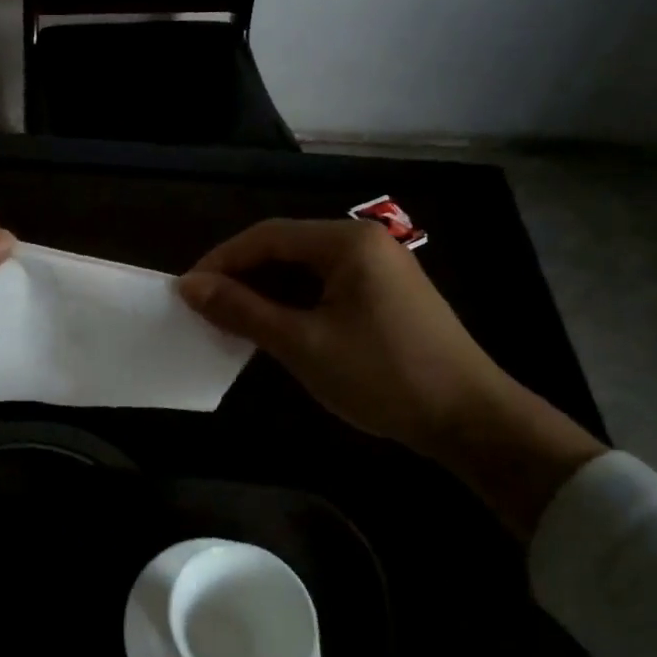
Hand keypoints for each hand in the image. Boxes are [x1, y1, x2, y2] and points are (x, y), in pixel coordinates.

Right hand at [179, 219, 602, 537]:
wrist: (470, 419)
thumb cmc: (382, 376)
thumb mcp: (302, 344)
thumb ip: (242, 310)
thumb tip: (189, 286)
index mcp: (346, 241)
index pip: (266, 236)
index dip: (221, 261)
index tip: (186, 292)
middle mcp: (363, 241)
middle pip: (285, 247)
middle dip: (241, 276)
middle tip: (205, 309)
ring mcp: (379, 267)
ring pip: (303, 268)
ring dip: (265, 291)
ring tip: (231, 321)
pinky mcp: (385, 293)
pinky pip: (324, 286)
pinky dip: (293, 302)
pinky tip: (274, 327)